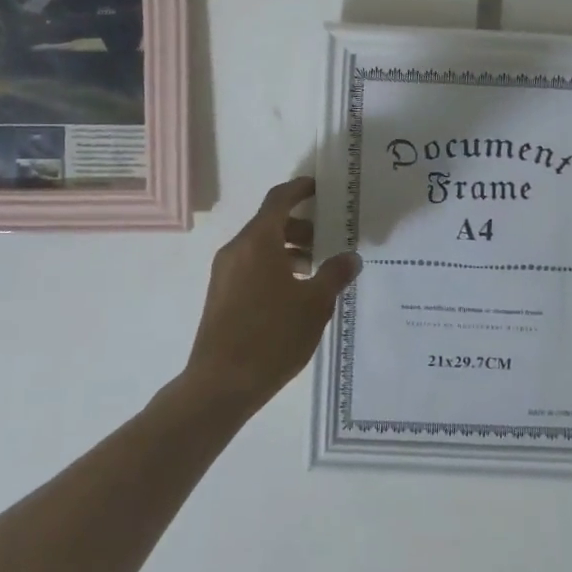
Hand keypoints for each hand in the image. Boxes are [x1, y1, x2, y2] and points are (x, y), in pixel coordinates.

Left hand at [182, 177, 361, 416]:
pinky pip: (251, 267)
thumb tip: (351, 257)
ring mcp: (224, 273)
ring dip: (288, 250)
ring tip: (317, 270)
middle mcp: (236, 249)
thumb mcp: (314, 305)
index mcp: (258, 241)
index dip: (299, 189)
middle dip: (300, 226)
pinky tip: (295, 294)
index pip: (279, 200)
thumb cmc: (272, 336)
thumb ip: (334, 275)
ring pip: (260, 248)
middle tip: (329, 239)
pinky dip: (274, 267)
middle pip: (270, 223)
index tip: (320, 187)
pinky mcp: (220, 296)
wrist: (221, 384)